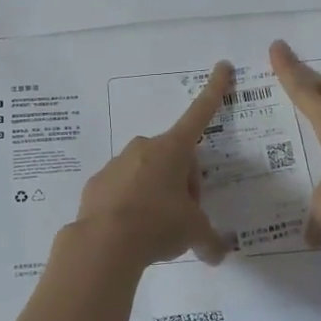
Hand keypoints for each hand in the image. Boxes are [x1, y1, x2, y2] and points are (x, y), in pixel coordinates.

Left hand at [74, 61, 235, 268]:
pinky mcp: (97, 184)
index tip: (222, 66)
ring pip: (147, 174)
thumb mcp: (192, 233)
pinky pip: (123, 189)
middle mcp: (144, 149)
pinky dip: (132, 205)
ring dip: (158, 194)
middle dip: (184, 183)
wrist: (103, 243)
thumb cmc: (157, 224)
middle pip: (174, 158)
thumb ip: (209, 240)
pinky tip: (133, 231)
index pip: (200, 114)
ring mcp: (117, 164)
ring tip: (157, 229)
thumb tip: (218, 255)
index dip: (214, 91)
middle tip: (186, 216)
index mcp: (173, 150)